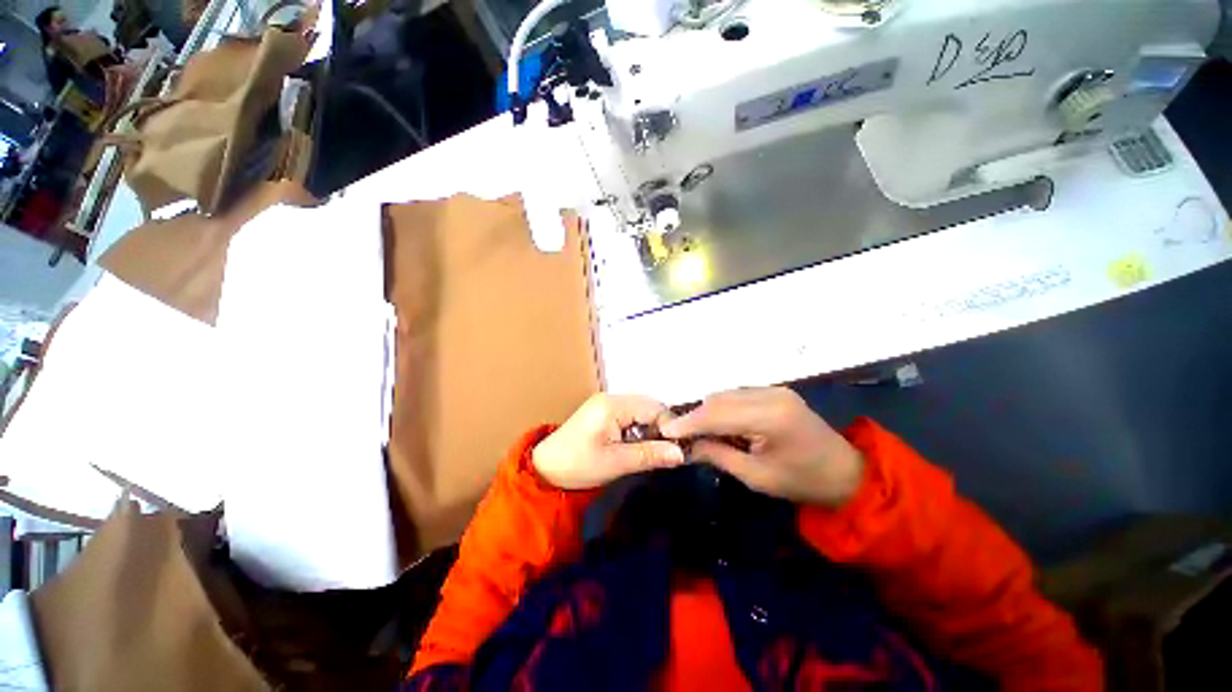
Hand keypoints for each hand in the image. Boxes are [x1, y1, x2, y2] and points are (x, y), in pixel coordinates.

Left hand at [532, 394, 684, 489]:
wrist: (545, 469)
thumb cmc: (577, 465)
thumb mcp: (615, 463)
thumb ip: (648, 455)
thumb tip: (681, 453)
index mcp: (613, 405)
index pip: (654, 408)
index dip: (669, 427)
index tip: (678, 450)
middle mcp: (612, 398)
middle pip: (649, 406)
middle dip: (661, 428)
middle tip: (667, 452)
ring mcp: (607, 403)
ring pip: (642, 411)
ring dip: (651, 429)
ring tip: (654, 451)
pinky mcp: (604, 412)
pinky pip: (631, 415)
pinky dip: (639, 429)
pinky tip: (639, 445)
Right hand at [660, 387, 863, 507]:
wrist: (846, 473)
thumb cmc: (802, 482)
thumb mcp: (756, 477)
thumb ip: (717, 455)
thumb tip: (685, 446)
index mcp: (770, 417)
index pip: (718, 414)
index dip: (689, 422)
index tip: (665, 431)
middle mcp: (771, 394)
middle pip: (719, 399)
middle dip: (696, 416)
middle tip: (681, 436)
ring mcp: (774, 389)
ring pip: (726, 394)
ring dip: (709, 412)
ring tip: (701, 433)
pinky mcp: (775, 391)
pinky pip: (737, 395)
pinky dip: (723, 408)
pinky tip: (722, 425)